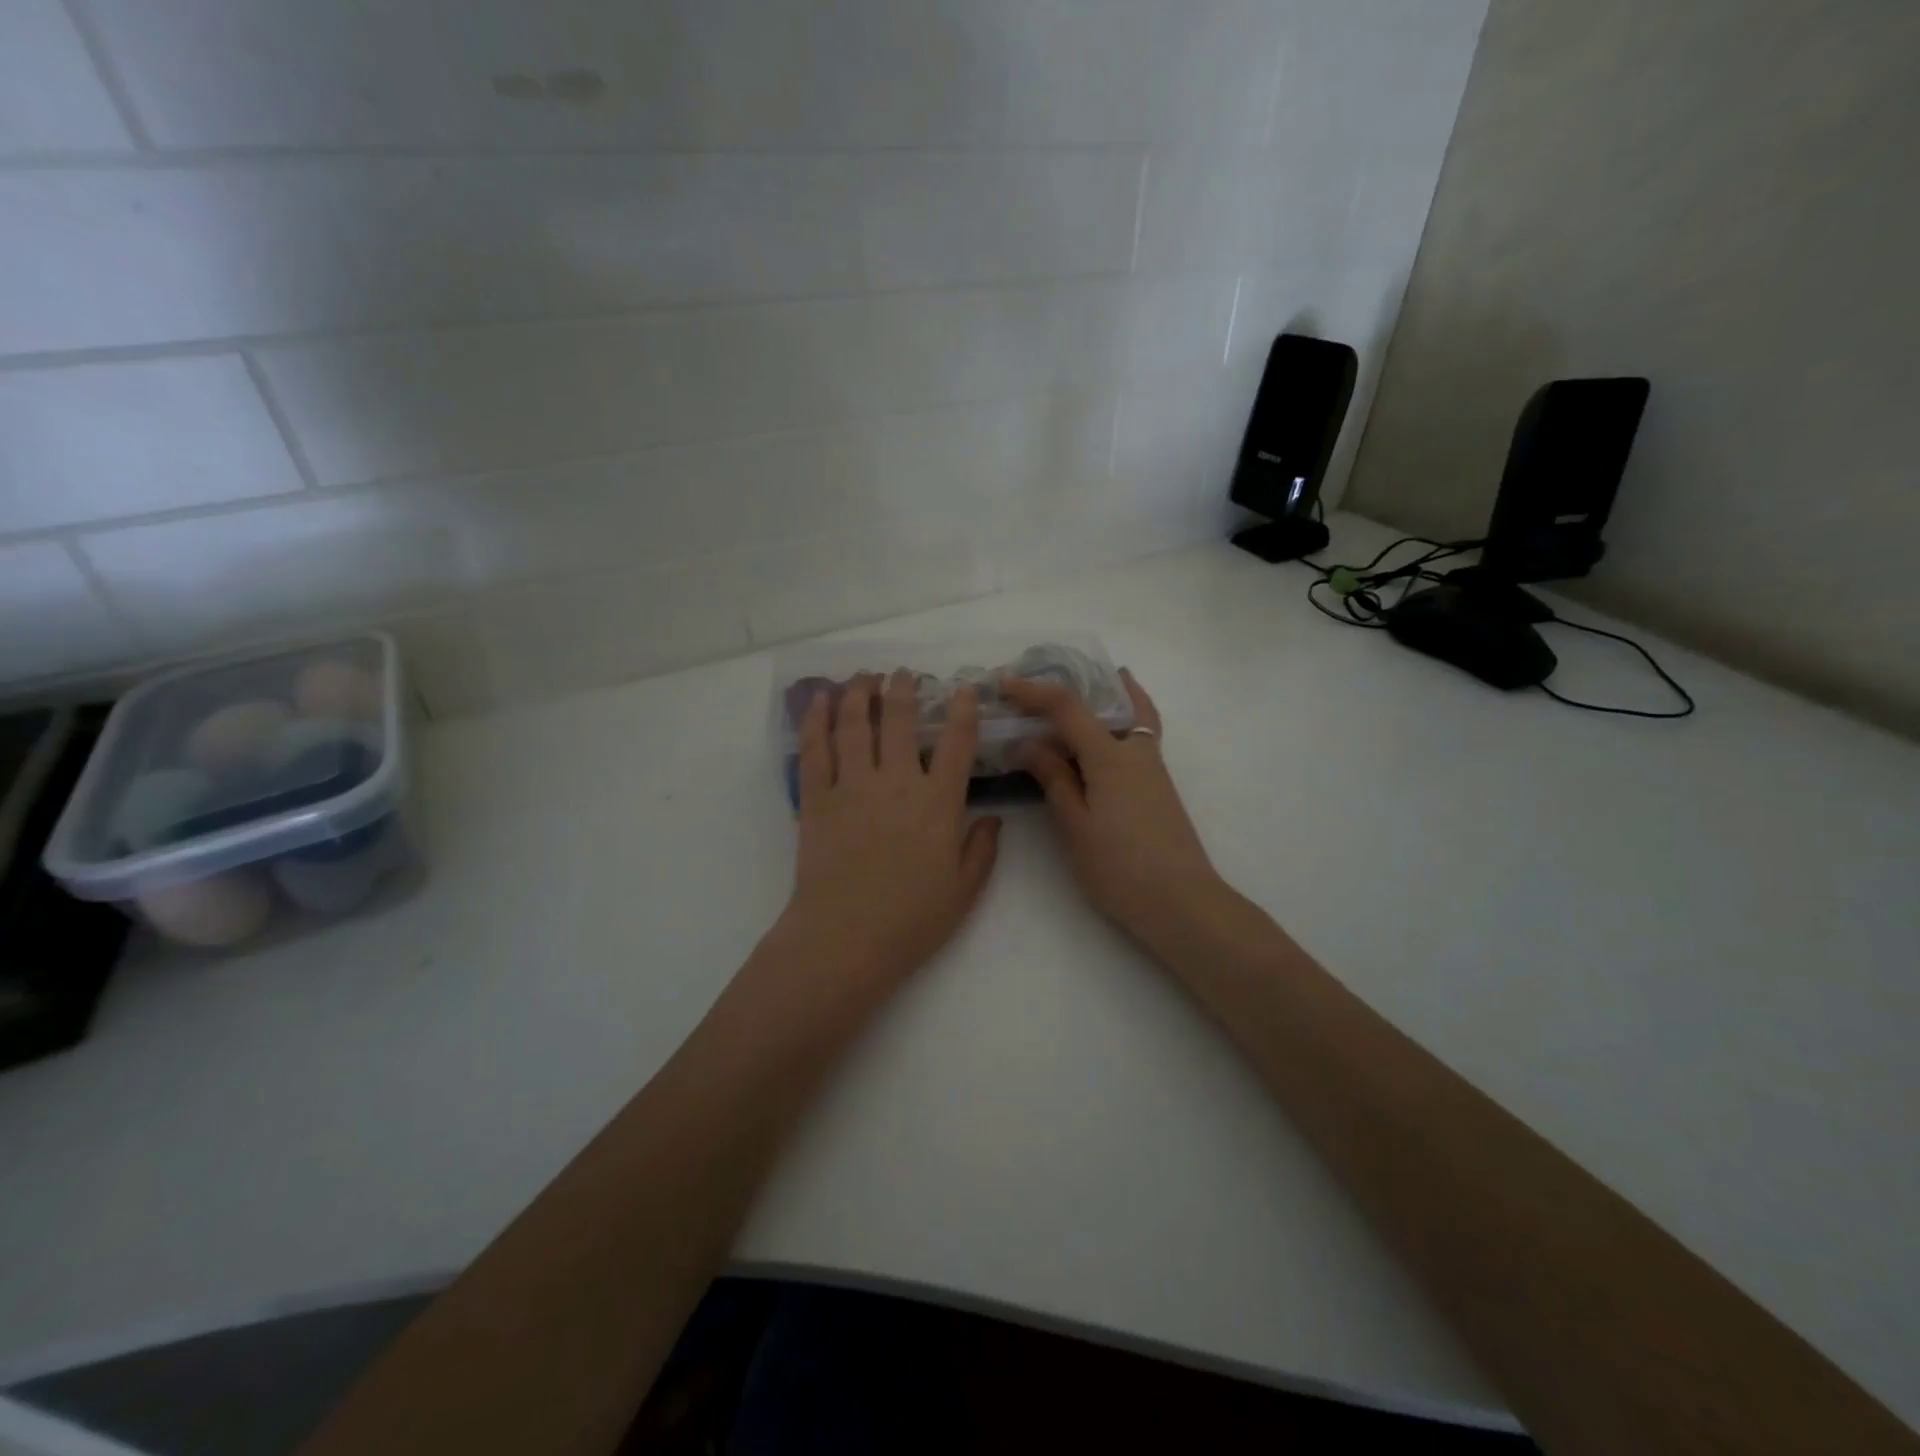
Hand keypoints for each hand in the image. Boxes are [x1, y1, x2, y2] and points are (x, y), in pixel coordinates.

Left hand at [776, 671, 1000, 988]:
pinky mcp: (816, 799)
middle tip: (904, 673)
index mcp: (937, 804)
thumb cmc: (910, 921)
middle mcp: (895, 783)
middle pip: (898, 721)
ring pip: (853, 725)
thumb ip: (982, 849)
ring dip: (859, 693)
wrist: (844, 940)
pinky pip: (815, 749)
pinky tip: (819, 700)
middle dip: (903, 689)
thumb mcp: (963, 891)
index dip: (962, 710)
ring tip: (864, 676)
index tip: (963, 688)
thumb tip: (992, 818)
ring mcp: (851, 787)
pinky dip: (816, 719)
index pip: (955, 743)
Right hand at [1002, 670, 1226, 952]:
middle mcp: (1136, 751)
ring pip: (1130, 715)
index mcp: (1111, 756)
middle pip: (1107, 700)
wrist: (1181, 903)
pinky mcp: (1158, 786)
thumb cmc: (1120, 868)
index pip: (1068, 707)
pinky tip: (1101, 738)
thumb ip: (1054, 779)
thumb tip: (1028, 744)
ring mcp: (1153, 767)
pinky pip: (1138, 735)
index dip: (1034, 691)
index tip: (1004, 684)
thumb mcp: (1076, 825)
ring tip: (1072, 699)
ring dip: (1104, 698)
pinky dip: (1121, 720)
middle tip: (1042, 687)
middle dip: (1075, 686)